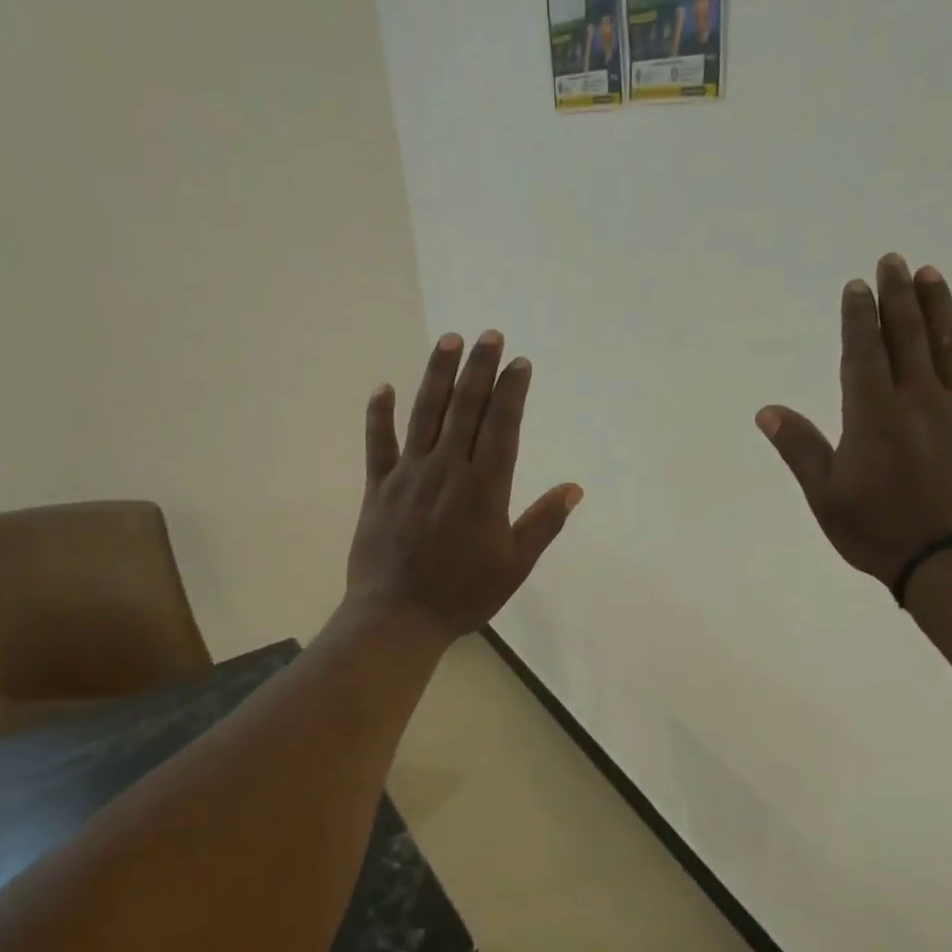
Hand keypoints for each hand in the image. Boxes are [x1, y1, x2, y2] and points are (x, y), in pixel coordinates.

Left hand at [347, 331, 581, 639]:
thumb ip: (542, 524)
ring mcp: (408, 476)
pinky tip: (384, 388)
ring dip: (437, 375)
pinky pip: (378, 444)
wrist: (398, 616)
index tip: (519, 363)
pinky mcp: (378, 488)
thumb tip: (573, 489)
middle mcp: (446, 470)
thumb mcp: (514, 566)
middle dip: (479, 369)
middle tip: (489, 335)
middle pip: (465, 409)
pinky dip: (379, 415)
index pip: (501, 427)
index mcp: (484, 489)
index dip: (511, 392)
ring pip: (424, 414)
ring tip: (449, 341)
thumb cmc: (463, 595)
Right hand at [757, 254, 951, 592]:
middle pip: (908, 336)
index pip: (863, 353)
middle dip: (898, 296)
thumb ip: (801, 449)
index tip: (856, 287)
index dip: (858, 317)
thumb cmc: (878, 531)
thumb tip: (767, 412)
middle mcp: (918, 400)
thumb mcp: (826, 497)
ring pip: (950, 346)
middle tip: (893, 261)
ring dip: (939, 307)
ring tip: (931, 274)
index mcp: (873, 415)